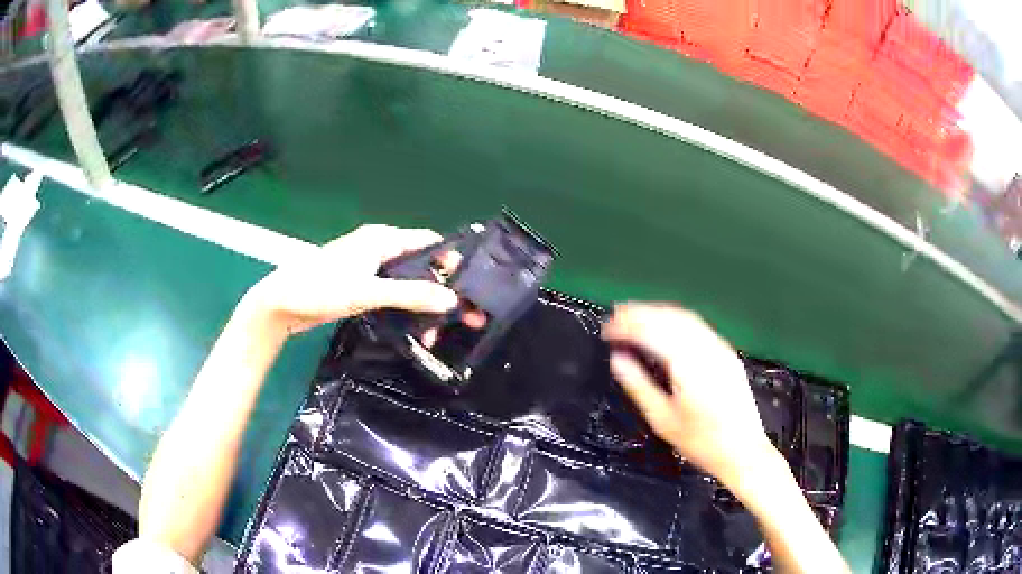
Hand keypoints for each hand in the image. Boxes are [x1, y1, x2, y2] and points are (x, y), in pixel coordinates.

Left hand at [243, 225, 458, 335]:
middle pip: (420, 266)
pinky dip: (405, 310)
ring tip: (433, 334)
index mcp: (382, 239)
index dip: (450, 260)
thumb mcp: (367, 291)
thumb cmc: (320, 288)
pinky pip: (392, 295)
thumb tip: (451, 300)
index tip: (469, 287)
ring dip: (421, 305)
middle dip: (439, 290)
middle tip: (458, 319)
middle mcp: (378, 249)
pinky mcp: (360, 288)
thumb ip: (410, 294)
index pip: (428, 242)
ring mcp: (368, 270)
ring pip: (406, 284)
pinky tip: (413, 330)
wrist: (280, 305)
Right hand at [602, 303, 774, 485]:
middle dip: (640, 313)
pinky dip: (674, 321)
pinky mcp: (727, 353)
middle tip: (616, 316)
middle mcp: (706, 347)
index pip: (652, 331)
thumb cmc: (701, 442)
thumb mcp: (662, 419)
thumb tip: (617, 359)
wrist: (742, 450)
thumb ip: (638, 384)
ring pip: (685, 317)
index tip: (607, 330)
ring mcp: (720, 348)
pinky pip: (697, 326)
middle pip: (669, 317)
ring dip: (657, 313)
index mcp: (688, 363)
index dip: (627, 326)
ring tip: (635, 318)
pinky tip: (664, 329)